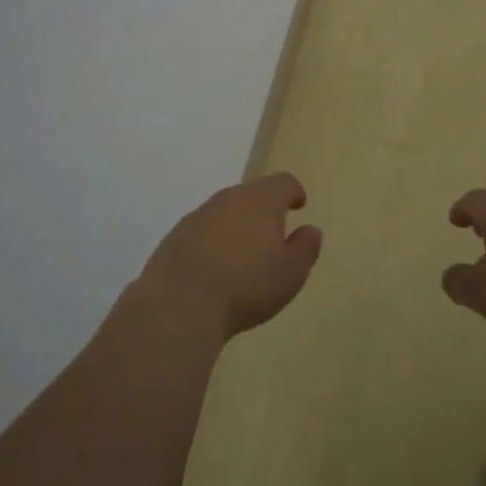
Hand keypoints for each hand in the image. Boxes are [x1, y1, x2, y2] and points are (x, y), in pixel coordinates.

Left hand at [138, 173, 322, 340]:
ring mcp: (197, 216)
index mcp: (261, 201)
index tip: (298, 204)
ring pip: (224, 213)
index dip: (293, 192)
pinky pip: (202, 232)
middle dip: (263, 211)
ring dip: (236, 227)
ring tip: (243, 256)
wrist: (180, 303)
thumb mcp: (291, 272)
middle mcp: (228, 199)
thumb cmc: (246, 285)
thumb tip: (310, 230)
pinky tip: (214, 270)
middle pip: (251, 195)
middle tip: (272, 235)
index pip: (282, 182)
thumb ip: (305, 247)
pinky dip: (212, 243)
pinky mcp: (175, 236)